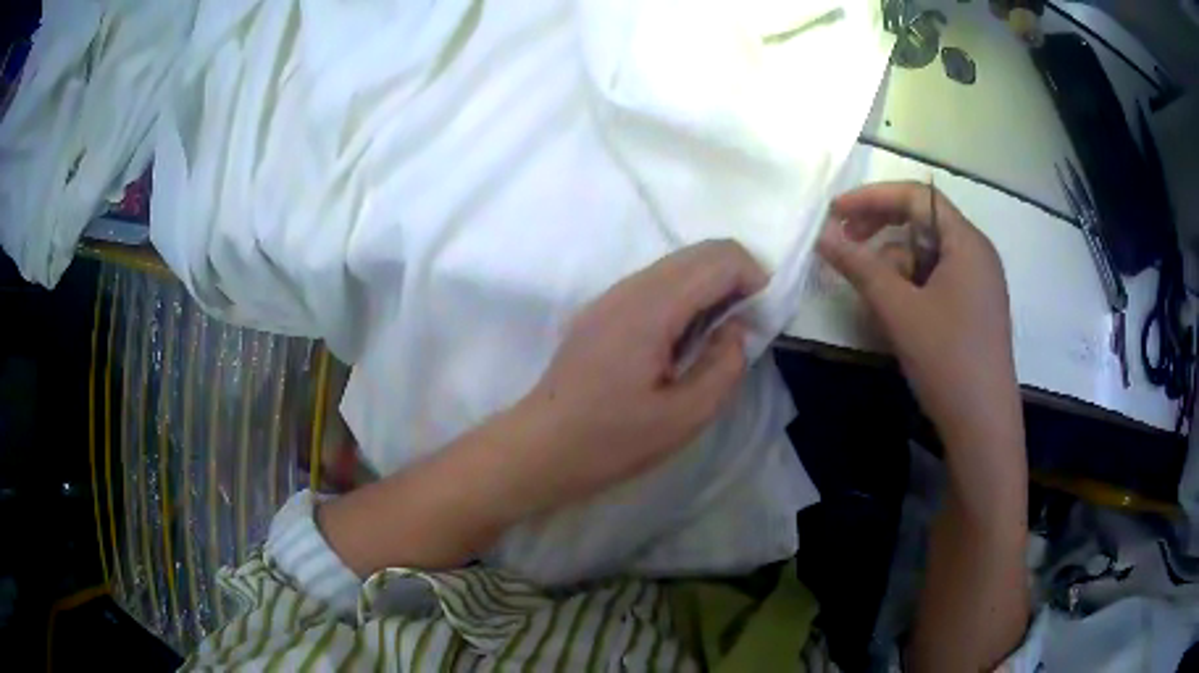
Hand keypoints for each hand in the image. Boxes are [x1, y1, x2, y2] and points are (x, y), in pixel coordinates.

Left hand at [516, 240, 766, 508]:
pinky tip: (683, 341)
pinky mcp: (603, 308)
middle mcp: (630, 287)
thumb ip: (724, 365)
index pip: (719, 258)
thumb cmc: (612, 440)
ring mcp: (612, 294)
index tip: (762, 321)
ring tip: (717, 338)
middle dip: (737, 279)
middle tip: (746, 328)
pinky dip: (686, 296)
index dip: (755, 279)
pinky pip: (657, 283)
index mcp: (651, 307)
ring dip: (711, 287)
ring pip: (678, 264)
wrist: (542, 447)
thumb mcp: (684, 417)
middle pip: (701, 251)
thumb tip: (737, 327)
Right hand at [817, 181, 1021, 451]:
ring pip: (927, 256)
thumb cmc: (947, 360)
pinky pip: (936, 281)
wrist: (983, 424)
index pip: (917, 197)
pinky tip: (894, 314)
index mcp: (966, 241)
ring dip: (893, 267)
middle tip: (844, 246)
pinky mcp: (974, 309)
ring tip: (871, 298)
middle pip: (922, 223)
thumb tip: (822, 236)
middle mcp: (976, 253)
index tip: (834, 213)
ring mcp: (978, 283)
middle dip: (880, 231)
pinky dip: (911, 288)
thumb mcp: (899, 310)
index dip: (872, 198)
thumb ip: (860, 267)